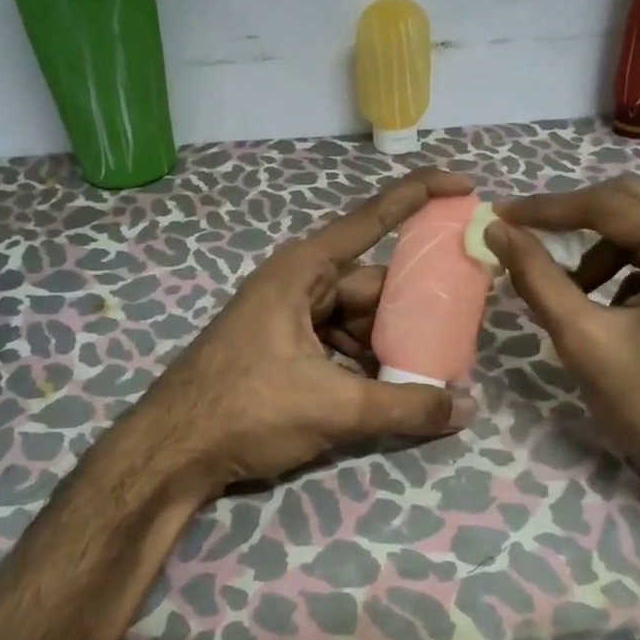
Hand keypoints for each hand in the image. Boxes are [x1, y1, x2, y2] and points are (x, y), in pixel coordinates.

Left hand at [124, 169, 478, 501]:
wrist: (170, 453)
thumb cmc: (246, 409)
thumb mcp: (333, 408)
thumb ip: (405, 406)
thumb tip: (468, 407)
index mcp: (304, 270)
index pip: (372, 220)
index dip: (420, 196)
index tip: (464, 186)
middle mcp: (299, 282)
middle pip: (372, 283)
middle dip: (415, 307)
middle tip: (462, 326)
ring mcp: (289, 314)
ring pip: (357, 318)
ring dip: (391, 343)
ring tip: (433, 370)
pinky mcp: (284, 346)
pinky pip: (338, 341)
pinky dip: (364, 361)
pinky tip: (390, 390)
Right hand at [486, 176, 639, 511]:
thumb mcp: (586, 340)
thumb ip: (538, 278)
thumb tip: (497, 231)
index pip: (611, 205)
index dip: (548, 209)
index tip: (500, 216)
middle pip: (633, 201)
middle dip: (573, 218)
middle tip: (522, 235)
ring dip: (601, 245)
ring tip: (571, 287)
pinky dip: (627, 263)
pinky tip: (608, 302)